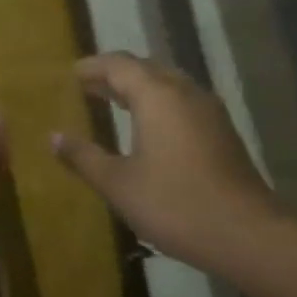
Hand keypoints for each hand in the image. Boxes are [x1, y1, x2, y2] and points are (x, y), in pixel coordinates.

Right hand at [51, 53, 281, 267]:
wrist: (243, 232)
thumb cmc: (173, 204)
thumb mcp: (118, 184)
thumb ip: (84, 157)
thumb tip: (54, 137)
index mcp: (158, 96)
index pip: (120, 65)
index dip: (93, 67)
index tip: (72, 74)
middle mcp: (186, 92)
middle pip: (147, 70)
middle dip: (116, 75)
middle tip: (89, 87)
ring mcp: (210, 112)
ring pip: (169, 86)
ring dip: (140, 89)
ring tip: (115, 103)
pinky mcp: (222, 133)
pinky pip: (184, 104)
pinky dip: (160, 106)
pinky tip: (150, 130)